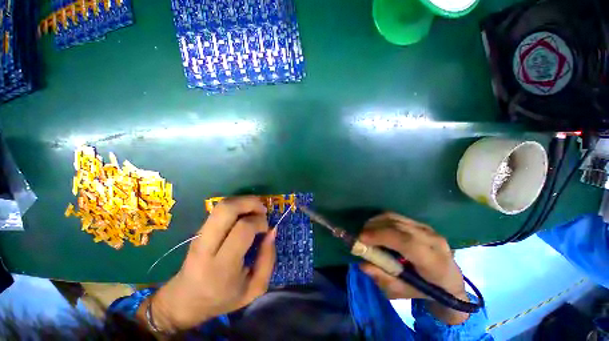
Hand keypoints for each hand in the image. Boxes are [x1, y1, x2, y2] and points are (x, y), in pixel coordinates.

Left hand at [143, 196, 276, 330]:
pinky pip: (220, 209)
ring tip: (255, 210)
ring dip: (244, 201)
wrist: (185, 301)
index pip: (243, 229)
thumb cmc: (223, 298)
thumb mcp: (254, 288)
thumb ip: (268, 259)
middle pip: (227, 209)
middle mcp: (206, 247)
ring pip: (222, 205)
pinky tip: (245, 213)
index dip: (259, 222)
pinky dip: (237, 205)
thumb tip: (272, 230)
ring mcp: (199, 236)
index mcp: (222, 266)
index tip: (266, 229)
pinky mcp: (199, 230)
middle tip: (262, 210)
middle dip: (250, 202)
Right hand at [358, 213, 469, 324]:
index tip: (361, 238)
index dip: (381, 236)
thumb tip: (363, 264)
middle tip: (359, 236)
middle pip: (398, 226)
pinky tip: (376, 229)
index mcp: (434, 263)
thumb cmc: (426, 291)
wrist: (449, 282)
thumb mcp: (403, 292)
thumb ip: (383, 278)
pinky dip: (381, 220)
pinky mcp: (421, 224)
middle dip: (374, 227)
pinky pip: (396, 217)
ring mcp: (428, 229)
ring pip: (395, 217)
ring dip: (376, 222)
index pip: (407, 242)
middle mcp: (433, 240)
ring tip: (366, 233)